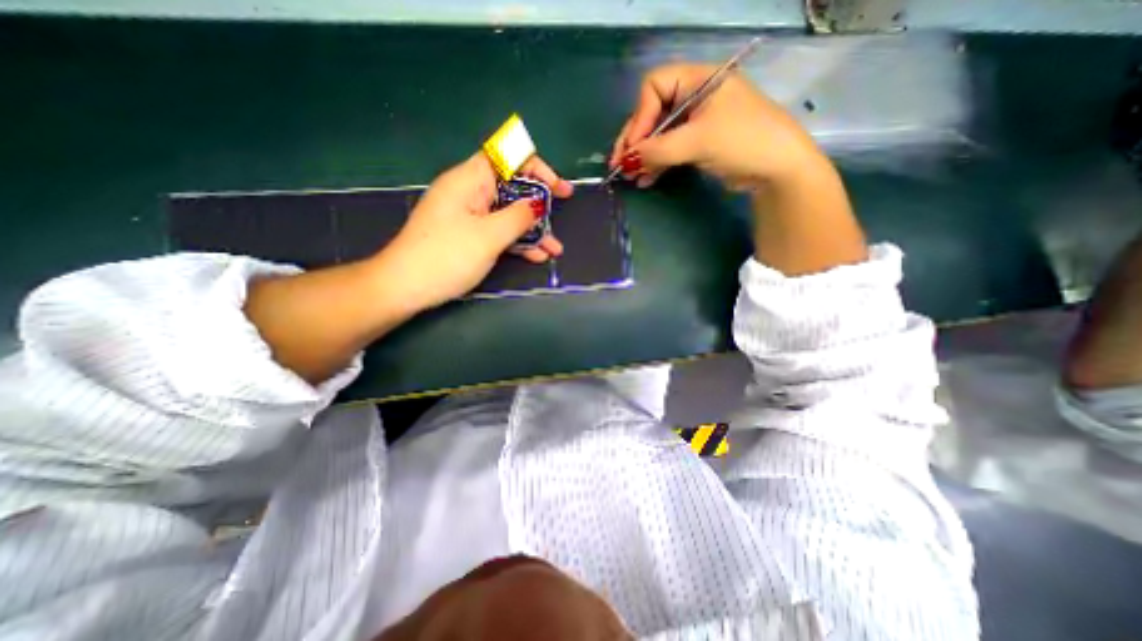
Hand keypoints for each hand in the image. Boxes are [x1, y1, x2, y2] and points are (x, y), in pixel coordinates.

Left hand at [374, 149, 571, 310]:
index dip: (535, 167)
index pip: (507, 156)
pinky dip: (517, 241)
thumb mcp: (489, 236)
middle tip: (560, 213)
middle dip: (538, 202)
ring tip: (554, 249)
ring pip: (507, 213)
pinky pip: (498, 231)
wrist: (406, 287)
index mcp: (470, 180)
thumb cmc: (447, 256)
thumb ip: (518, 217)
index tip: (556, 187)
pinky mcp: (468, 235)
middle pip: (511, 186)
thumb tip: (537, 204)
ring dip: (532, 229)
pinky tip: (537, 256)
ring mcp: (469, 216)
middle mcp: (469, 192)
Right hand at [612, 63, 824, 190]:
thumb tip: (626, 160)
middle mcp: (694, 97)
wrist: (776, 169)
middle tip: (619, 166)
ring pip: (659, 135)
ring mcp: (695, 122)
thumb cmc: (742, 141)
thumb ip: (658, 150)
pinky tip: (645, 180)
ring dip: (643, 155)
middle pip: (653, 113)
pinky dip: (656, 164)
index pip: (654, 88)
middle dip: (636, 140)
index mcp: (697, 80)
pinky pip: (668, 150)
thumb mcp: (697, 142)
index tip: (632, 147)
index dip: (639, 117)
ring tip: (629, 177)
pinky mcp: (697, 144)